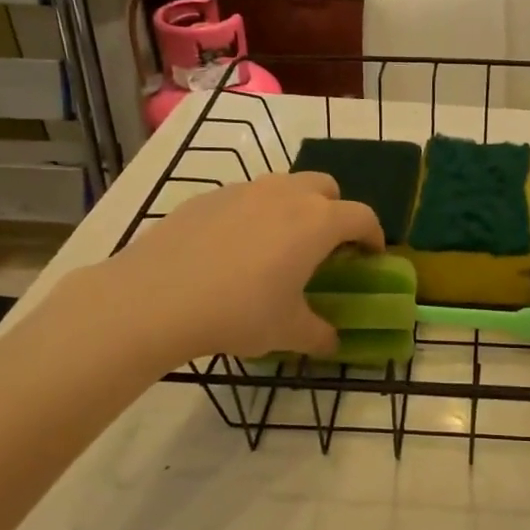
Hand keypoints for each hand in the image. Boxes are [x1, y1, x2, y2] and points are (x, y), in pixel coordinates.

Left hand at [89, 173, 383, 365]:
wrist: (156, 298)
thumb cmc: (238, 312)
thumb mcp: (286, 331)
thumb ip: (319, 335)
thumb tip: (333, 343)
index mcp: (317, 222)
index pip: (362, 217)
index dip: (373, 236)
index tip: (370, 256)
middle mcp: (286, 194)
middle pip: (326, 187)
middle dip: (335, 210)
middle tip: (325, 246)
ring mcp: (245, 190)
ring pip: (284, 186)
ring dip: (294, 208)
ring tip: (278, 246)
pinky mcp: (209, 196)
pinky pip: (245, 197)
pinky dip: (254, 214)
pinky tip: (233, 250)